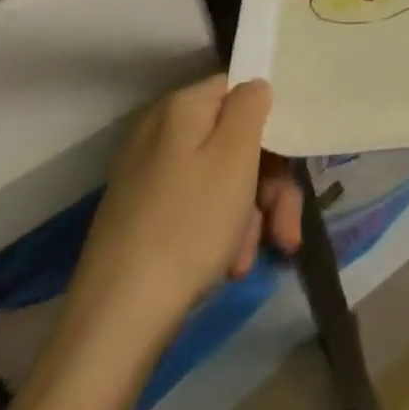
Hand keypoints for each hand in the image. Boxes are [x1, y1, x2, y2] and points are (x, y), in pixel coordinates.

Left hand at [62, 78, 303, 351]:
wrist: (115, 324)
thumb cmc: (188, 227)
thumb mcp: (234, 156)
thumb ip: (250, 106)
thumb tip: (255, 85)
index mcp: (181, 108)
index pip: (241, 91)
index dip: (272, 123)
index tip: (293, 163)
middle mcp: (161, 133)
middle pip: (235, 141)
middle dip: (267, 184)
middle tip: (285, 228)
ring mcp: (148, 176)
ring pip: (222, 179)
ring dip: (249, 216)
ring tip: (248, 259)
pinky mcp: (143, 216)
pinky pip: (198, 208)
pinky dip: (220, 233)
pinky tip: (228, 267)